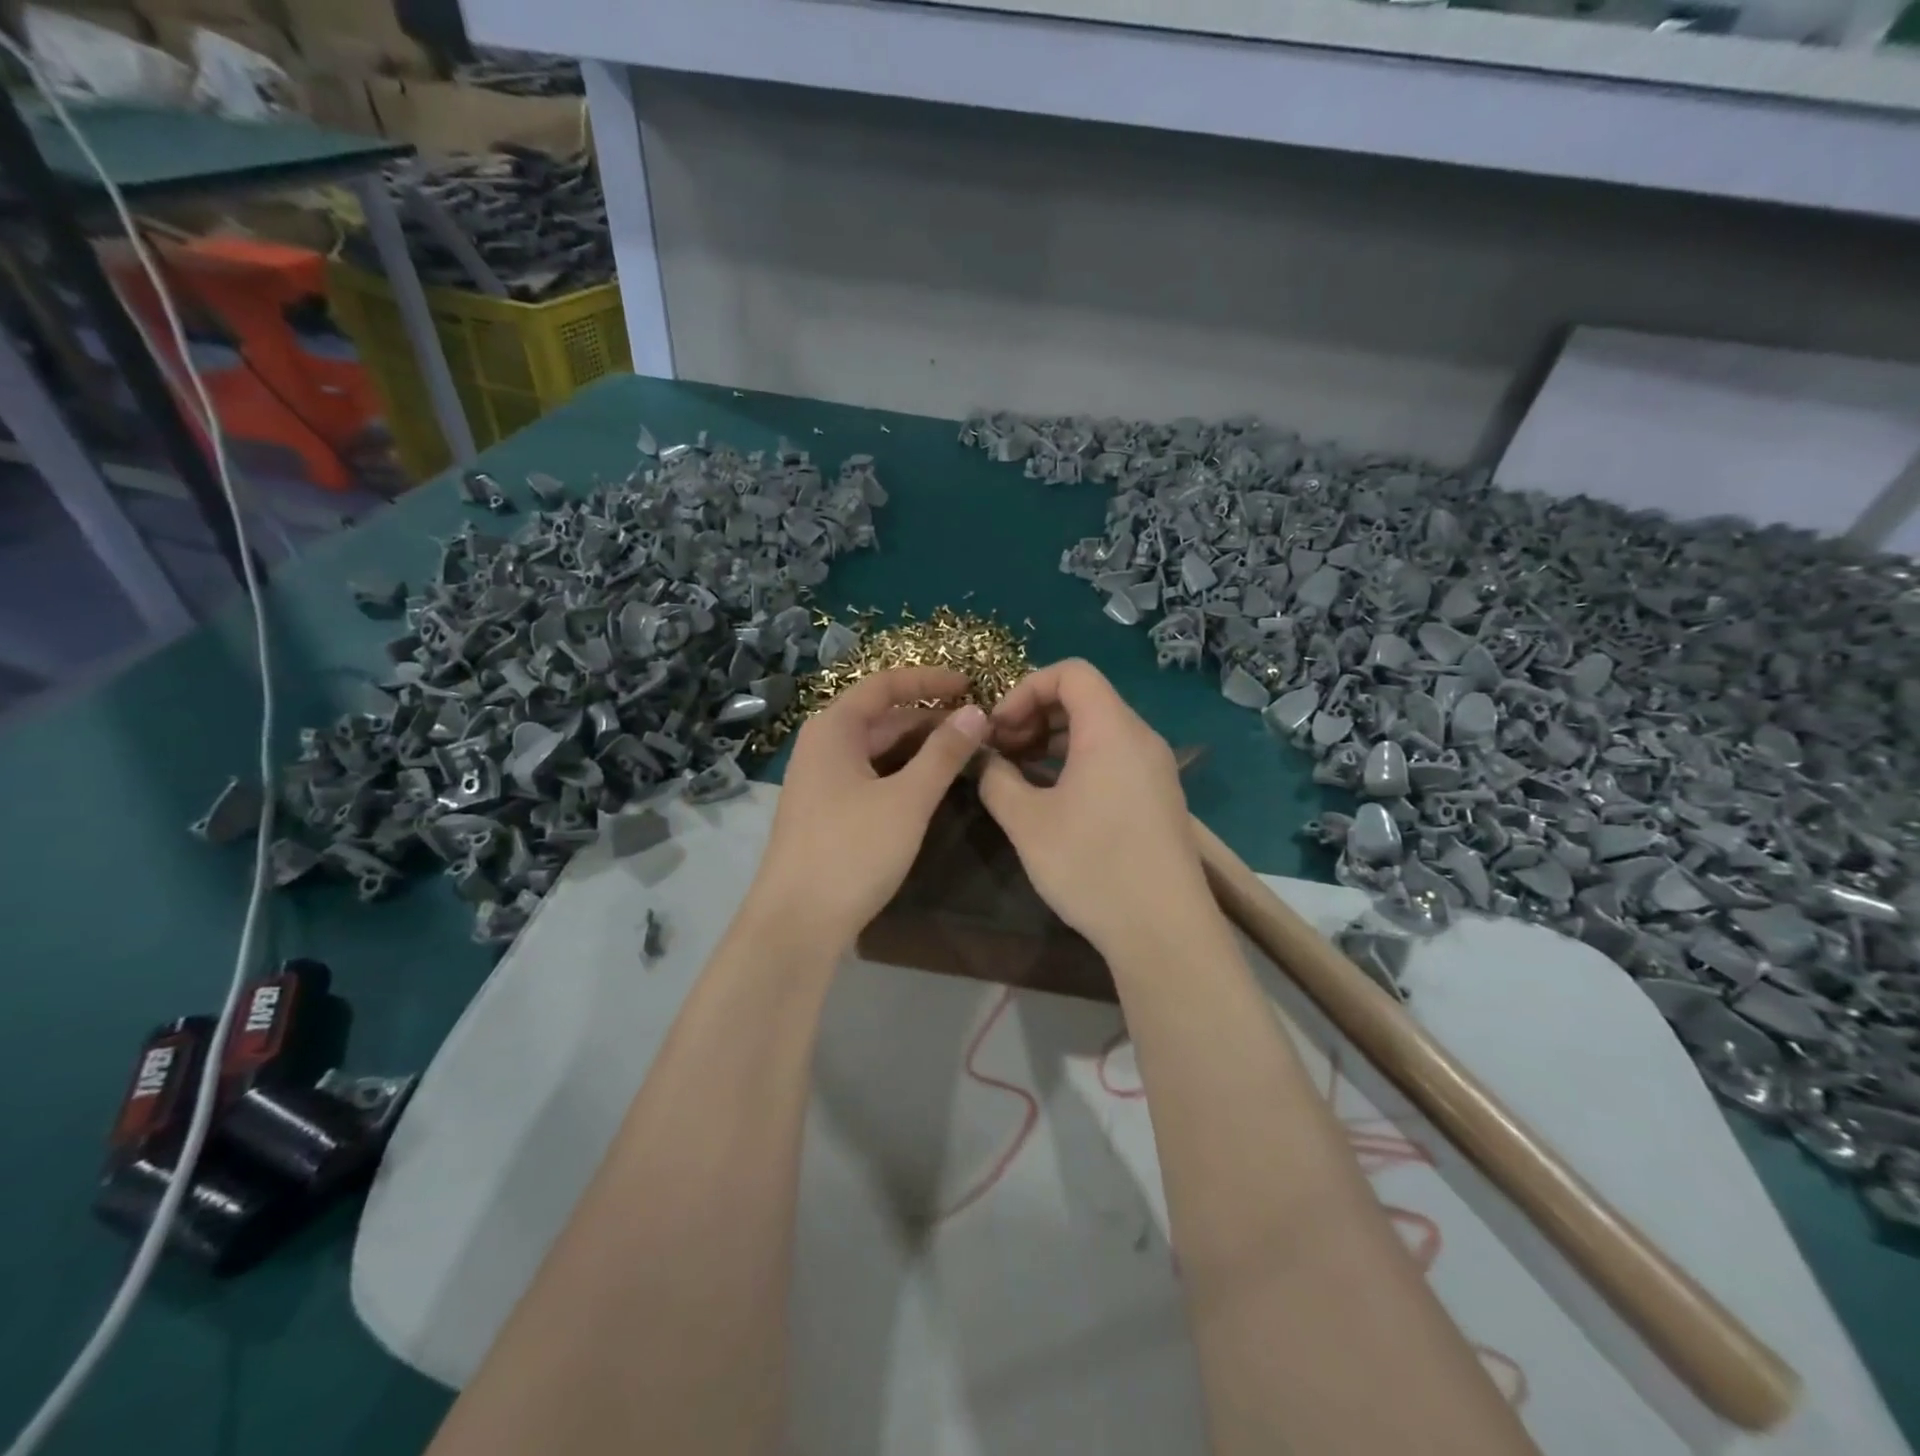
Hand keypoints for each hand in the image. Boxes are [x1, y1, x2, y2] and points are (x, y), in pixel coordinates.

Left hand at [747, 667, 989, 948]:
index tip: (972, 685)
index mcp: (834, 728)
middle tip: (979, 730)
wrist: (796, 923)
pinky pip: (871, 776)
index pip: (886, 685)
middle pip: (882, 717)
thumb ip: (944, 753)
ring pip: (878, 750)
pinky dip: (903, 774)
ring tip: (965, 756)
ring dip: (920, 749)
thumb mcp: (908, 799)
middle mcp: (822, 745)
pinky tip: (932, 787)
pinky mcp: (826, 811)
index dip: (930, 681)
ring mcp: (821, 780)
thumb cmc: (852, 851)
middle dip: (931, 720)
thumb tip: (976, 712)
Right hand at [979, 659, 1211, 955]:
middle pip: (1085, 698)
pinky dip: (1078, 761)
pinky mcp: (1158, 797)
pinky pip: (1113, 757)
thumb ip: (997, 779)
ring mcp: (1154, 769)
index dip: (1025, 689)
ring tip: (1019, 773)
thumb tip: (984, 760)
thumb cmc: (1092, 866)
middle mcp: (1140, 738)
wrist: (1164, 931)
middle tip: (1002, 751)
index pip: (1070, 673)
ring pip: (1098, 730)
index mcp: (1111, 729)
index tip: (998, 728)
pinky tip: (1052, 797)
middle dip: (1035, 714)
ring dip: (1054, 740)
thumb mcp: (1028, 822)